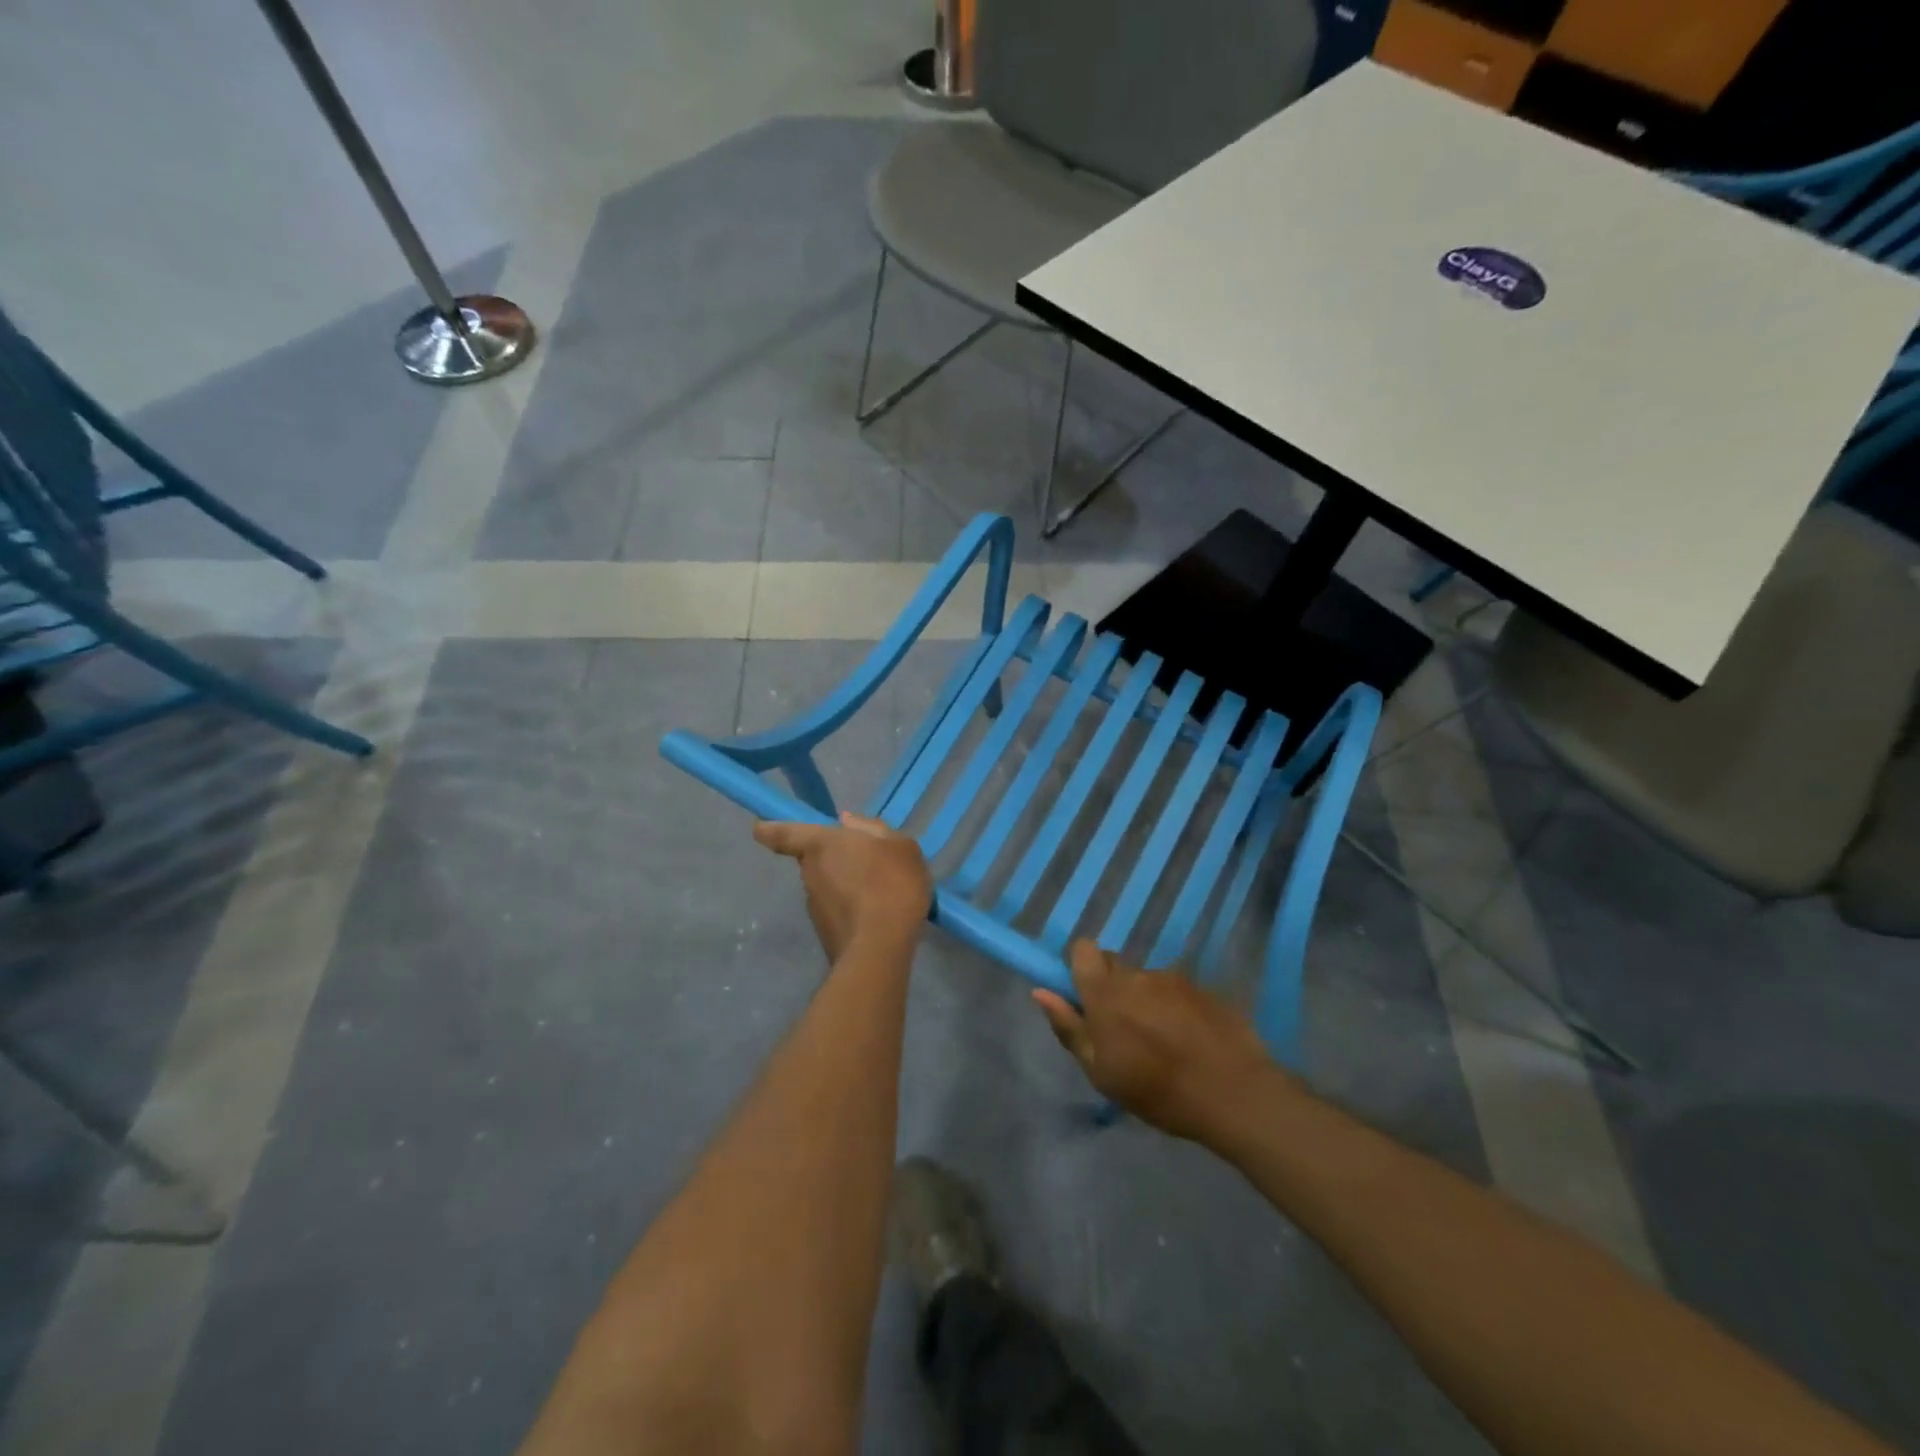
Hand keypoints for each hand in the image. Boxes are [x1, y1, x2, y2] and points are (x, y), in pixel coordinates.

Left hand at [754, 813, 932, 962]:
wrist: (880, 948)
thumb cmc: (891, 884)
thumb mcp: (899, 846)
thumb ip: (872, 829)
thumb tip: (846, 822)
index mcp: (820, 844)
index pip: (782, 833)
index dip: (769, 829)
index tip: (760, 827)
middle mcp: (809, 872)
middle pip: (814, 858)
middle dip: (833, 858)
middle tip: (866, 861)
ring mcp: (814, 904)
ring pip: (827, 884)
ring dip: (845, 884)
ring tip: (881, 890)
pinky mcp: (824, 931)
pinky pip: (837, 908)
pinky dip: (852, 907)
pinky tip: (878, 912)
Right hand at [1033, 941, 1287, 1141]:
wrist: (1233, 1093)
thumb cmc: (1157, 1090)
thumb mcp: (1100, 1071)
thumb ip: (1069, 1027)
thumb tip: (1040, 992)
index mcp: (1106, 992)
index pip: (1083, 949)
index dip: (1080, 966)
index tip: (1085, 997)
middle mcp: (1138, 975)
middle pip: (1115, 964)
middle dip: (1112, 987)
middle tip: (1122, 1028)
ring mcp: (1175, 979)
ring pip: (1147, 981)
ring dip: (1146, 1000)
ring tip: (1162, 1042)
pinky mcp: (1204, 989)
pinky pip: (1177, 991)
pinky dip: (1175, 1009)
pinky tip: (1189, 1041)